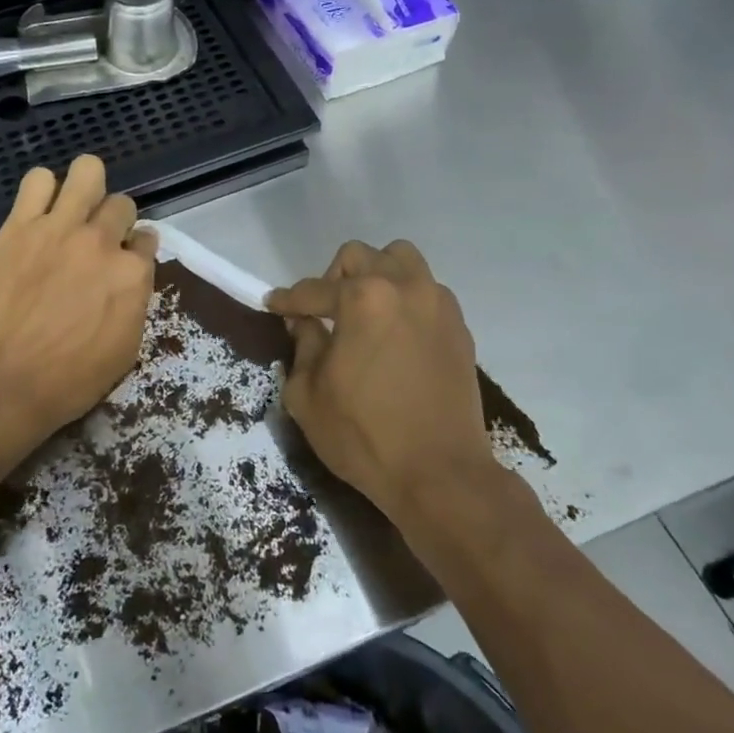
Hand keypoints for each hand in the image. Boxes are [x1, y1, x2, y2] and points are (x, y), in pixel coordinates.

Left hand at [0, 155, 156, 459]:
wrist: (3, 382)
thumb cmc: (70, 380)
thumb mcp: (125, 350)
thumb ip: (134, 302)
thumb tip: (130, 277)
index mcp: (133, 274)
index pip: (147, 240)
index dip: (135, 250)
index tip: (123, 261)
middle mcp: (102, 241)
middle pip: (122, 204)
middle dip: (114, 221)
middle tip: (96, 241)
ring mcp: (60, 227)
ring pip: (88, 171)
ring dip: (86, 187)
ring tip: (72, 209)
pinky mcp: (20, 225)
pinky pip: (37, 180)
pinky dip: (42, 190)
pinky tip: (38, 211)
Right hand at [267, 240, 494, 523]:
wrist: (441, 475)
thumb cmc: (364, 435)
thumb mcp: (307, 395)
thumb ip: (302, 347)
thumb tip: (306, 323)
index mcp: (363, 298)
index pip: (313, 290)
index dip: (287, 300)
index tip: (273, 305)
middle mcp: (404, 287)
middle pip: (360, 257)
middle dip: (333, 278)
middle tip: (323, 312)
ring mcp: (438, 305)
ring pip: (402, 260)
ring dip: (377, 275)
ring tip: (365, 311)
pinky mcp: (459, 328)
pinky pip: (427, 291)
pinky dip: (406, 299)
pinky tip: (394, 333)